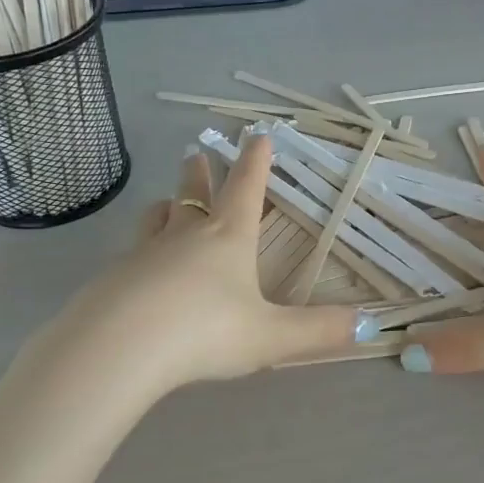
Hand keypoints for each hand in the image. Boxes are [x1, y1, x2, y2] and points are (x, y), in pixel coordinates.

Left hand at [54, 133, 366, 392]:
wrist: (119, 348)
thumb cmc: (205, 331)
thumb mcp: (270, 336)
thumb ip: (318, 331)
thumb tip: (370, 325)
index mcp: (227, 238)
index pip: (246, 189)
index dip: (256, 161)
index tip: (258, 134)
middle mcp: (185, 236)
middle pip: (193, 193)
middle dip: (199, 173)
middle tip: (196, 153)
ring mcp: (143, 253)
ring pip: (155, 219)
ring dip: (165, 206)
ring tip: (165, 204)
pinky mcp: (112, 278)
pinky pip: (130, 255)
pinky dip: (140, 253)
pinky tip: (137, 271)